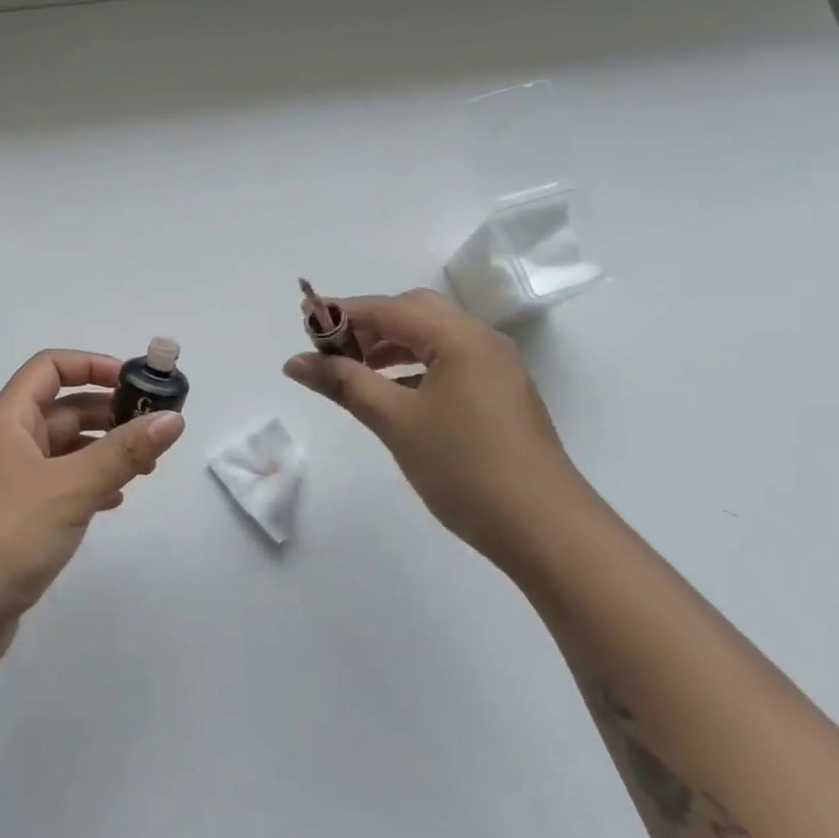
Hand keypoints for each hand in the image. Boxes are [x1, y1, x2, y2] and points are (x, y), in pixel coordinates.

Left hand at [0, 350, 184, 672]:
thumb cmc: (6, 533)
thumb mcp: (71, 486)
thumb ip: (125, 452)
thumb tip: (174, 419)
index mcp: (8, 421)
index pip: (49, 368)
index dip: (91, 365)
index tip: (133, 382)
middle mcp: (5, 445)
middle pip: (60, 410)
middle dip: (106, 412)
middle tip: (152, 428)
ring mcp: (8, 486)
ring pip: (62, 452)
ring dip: (101, 451)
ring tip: (144, 466)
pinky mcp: (14, 522)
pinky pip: (58, 488)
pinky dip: (87, 486)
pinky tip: (113, 501)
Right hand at [283, 289, 595, 566]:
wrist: (544, 528)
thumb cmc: (464, 467)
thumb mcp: (395, 421)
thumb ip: (344, 383)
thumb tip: (295, 361)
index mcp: (460, 338)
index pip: (390, 309)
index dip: (343, 312)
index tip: (303, 320)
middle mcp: (481, 341)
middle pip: (415, 312)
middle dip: (369, 325)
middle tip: (331, 349)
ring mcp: (495, 369)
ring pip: (433, 338)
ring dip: (391, 346)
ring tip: (354, 371)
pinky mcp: (499, 395)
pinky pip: (448, 363)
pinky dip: (413, 367)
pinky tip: (392, 394)